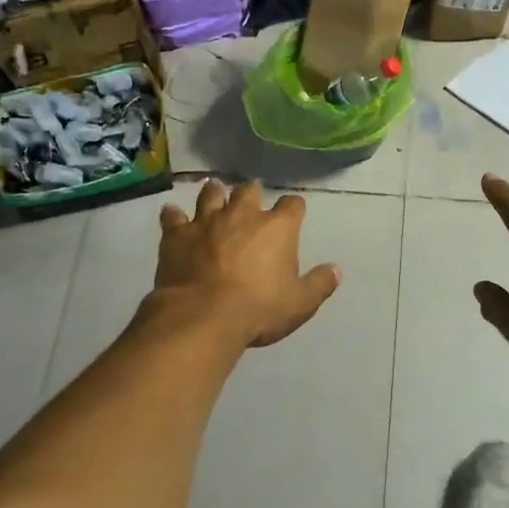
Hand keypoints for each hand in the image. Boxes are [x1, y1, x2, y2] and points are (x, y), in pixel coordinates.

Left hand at [154, 180, 340, 347]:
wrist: (203, 317)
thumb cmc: (259, 309)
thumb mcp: (300, 303)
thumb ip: (320, 284)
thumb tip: (336, 269)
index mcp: (277, 227)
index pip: (293, 204)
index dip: (294, 208)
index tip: (294, 214)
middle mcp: (243, 214)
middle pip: (249, 190)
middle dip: (252, 193)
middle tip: (250, 199)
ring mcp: (207, 221)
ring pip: (211, 194)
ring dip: (214, 193)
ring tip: (214, 192)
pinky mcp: (177, 234)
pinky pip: (173, 216)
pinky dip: (174, 215)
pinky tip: (172, 215)